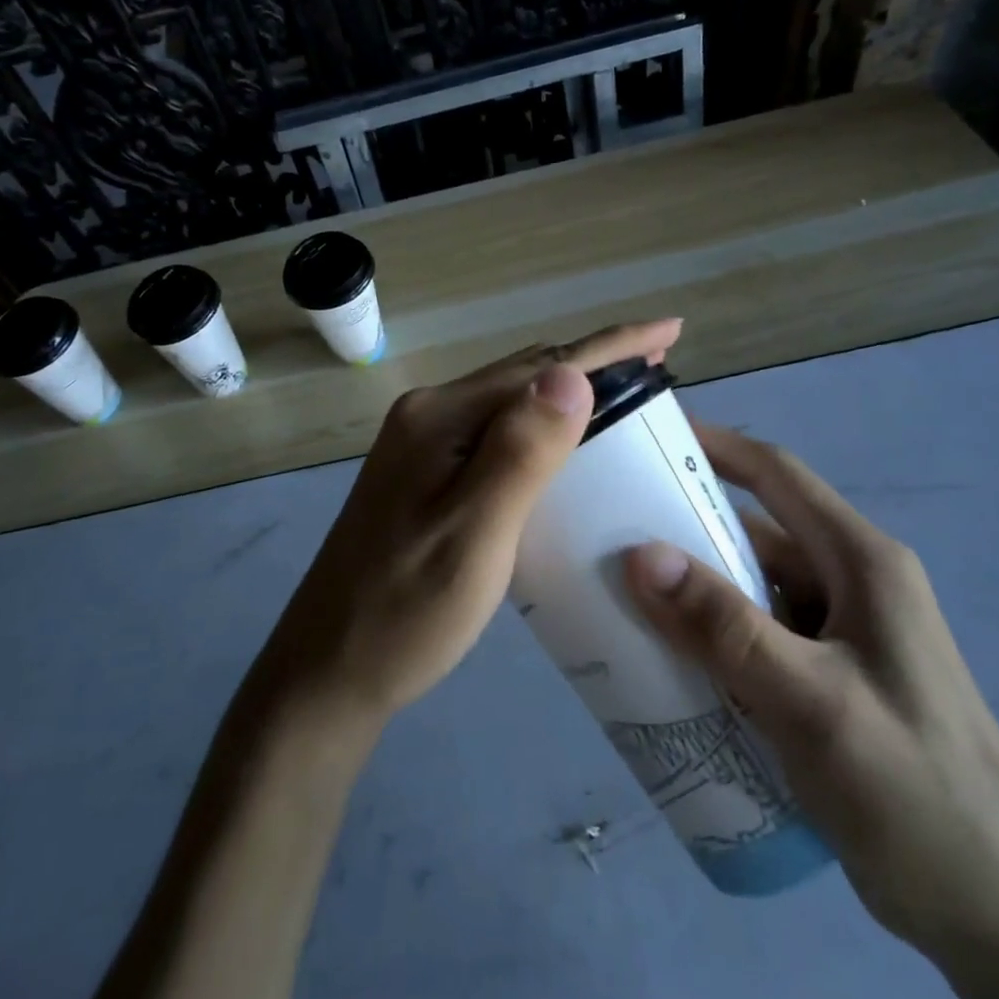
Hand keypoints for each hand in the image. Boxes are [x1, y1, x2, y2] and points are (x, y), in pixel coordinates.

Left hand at [255, 319, 682, 732]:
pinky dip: (541, 428)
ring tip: (626, 397)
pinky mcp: (423, 474)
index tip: (669, 329)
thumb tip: (572, 372)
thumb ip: (521, 451)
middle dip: (594, 364)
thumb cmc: (407, 610)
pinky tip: (565, 447)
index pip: (540, 367)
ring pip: (510, 403)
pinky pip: (495, 432)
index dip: (610, 346)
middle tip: (659, 365)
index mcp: (440, 417)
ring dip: (568, 394)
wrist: (328, 670)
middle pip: (524, 375)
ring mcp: (422, 444)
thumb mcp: (474, 533)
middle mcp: (428, 415)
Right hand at [624, 425, 998, 998]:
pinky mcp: (830, 679)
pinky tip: (668, 660)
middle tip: (608, 529)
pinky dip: (712, 636)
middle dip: (684, 525)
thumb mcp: (814, 705)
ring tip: (621, 594)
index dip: (712, 445)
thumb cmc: (918, 795)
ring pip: (752, 587)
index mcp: (861, 562)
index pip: (776, 474)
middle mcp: (852, 584)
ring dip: (694, 588)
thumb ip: (726, 628)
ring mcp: (843, 634)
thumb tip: (640, 554)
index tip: (645, 438)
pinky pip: (757, 636)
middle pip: (755, 532)